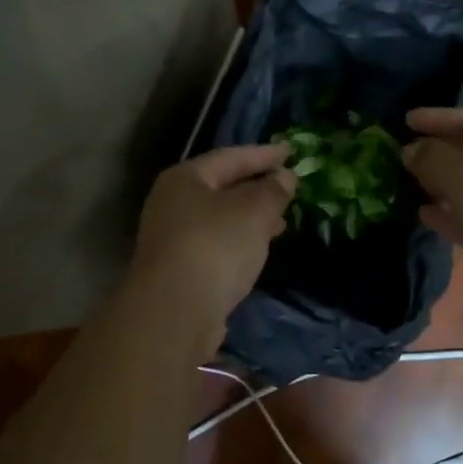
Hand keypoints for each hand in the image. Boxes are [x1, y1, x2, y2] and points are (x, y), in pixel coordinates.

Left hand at [129, 144, 296, 339]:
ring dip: (250, 217)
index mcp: (185, 178)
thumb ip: (272, 191)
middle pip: (221, 187)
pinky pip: (216, 244)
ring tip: (281, 222)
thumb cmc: (215, 246)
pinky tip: (258, 250)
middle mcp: (172, 203)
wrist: (175, 311)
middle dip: (256, 187)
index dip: (263, 154)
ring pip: (219, 218)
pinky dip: (239, 241)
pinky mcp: (179, 269)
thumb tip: (284, 177)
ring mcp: (172, 238)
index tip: (291, 152)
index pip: (229, 157)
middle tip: (288, 187)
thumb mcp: (253, 212)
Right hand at [402, 108, 462, 327]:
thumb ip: (430, 156)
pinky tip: (420, 213)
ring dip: (437, 186)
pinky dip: (445, 215)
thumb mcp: (461, 171)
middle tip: (398, 155)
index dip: (438, 118)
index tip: (406, 120)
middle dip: (435, 153)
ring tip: (401, 183)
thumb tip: (409, 150)